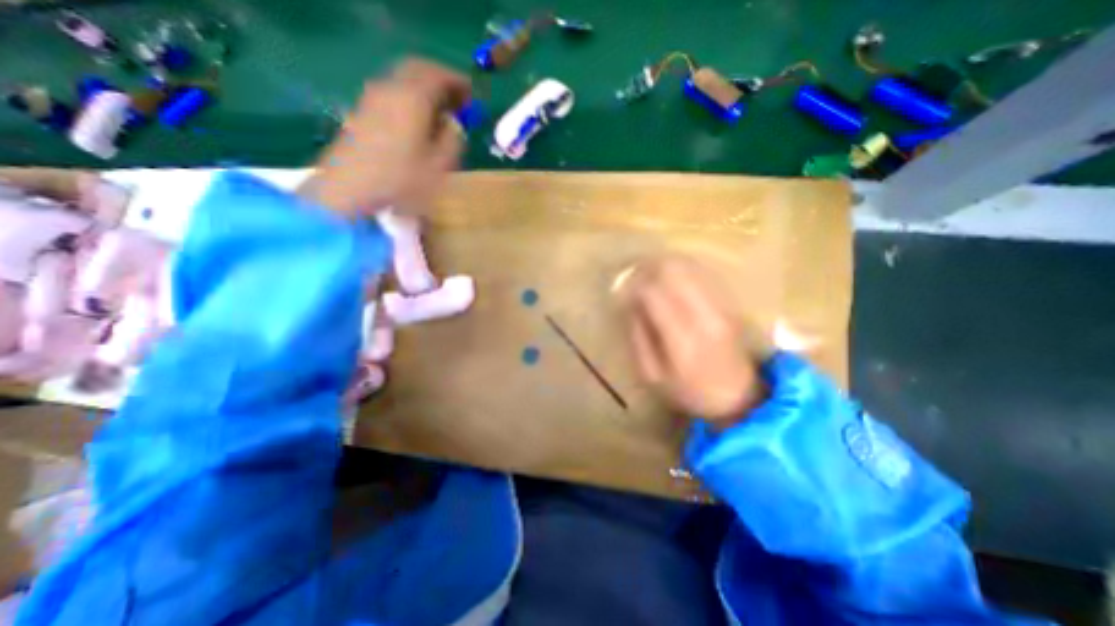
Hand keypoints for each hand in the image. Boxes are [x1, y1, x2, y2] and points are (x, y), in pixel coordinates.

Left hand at [300, 57, 468, 218]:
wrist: (349, 190)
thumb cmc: (401, 180)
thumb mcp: (439, 166)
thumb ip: (453, 140)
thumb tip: (454, 125)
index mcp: (412, 98)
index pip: (438, 75)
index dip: (458, 82)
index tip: (472, 95)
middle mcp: (390, 89)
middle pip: (418, 69)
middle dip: (441, 80)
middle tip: (458, 99)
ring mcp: (373, 98)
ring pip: (403, 80)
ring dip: (425, 88)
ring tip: (442, 111)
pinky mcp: (363, 112)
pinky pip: (393, 93)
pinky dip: (411, 98)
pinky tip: (419, 120)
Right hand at [623, 255, 773, 425]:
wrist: (737, 395)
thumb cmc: (689, 389)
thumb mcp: (652, 374)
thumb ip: (638, 337)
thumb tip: (629, 303)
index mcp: (682, 337)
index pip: (653, 292)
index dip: (633, 285)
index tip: (621, 289)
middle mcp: (704, 314)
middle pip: (672, 271)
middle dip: (647, 268)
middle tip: (632, 276)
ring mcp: (720, 304)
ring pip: (688, 266)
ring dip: (662, 265)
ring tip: (648, 275)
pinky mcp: (729, 301)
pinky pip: (701, 272)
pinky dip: (680, 269)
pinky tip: (669, 278)